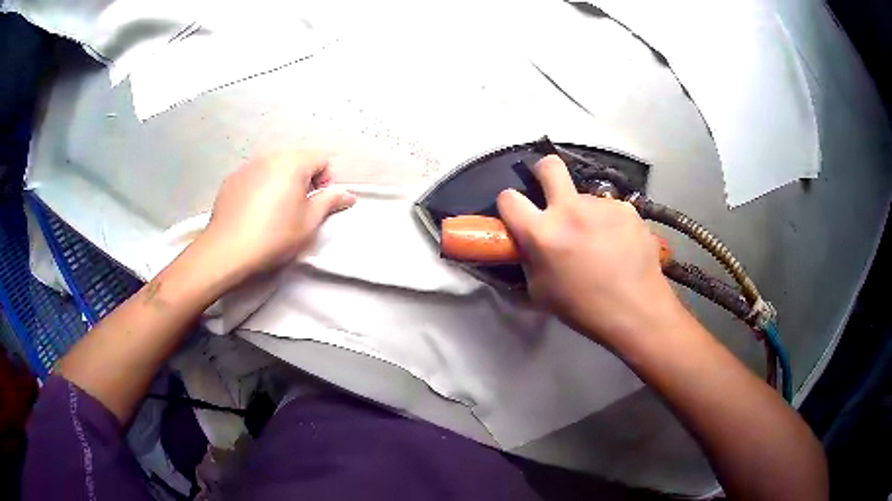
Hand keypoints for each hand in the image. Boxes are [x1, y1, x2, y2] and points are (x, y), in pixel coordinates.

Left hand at [201, 150, 355, 285]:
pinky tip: (254, 212)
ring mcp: (247, 166)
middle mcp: (269, 156)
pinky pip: (254, 177)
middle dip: (303, 180)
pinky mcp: (231, 180)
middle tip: (298, 209)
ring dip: (281, 183)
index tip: (318, 204)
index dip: (326, 181)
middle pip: (297, 160)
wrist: (227, 251)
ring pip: (274, 168)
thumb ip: (330, 202)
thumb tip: (347, 195)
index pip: (321, 159)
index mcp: (293, 162)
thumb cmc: (274, 236)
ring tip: (274, 212)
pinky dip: (260, 188)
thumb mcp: (309, 222)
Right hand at [497, 155, 682, 348]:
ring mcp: (602, 206)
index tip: (518, 215)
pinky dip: (609, 222)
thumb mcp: (540, 292)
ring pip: (585, 197)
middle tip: (549, 190)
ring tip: (599, 242)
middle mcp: (570, 209)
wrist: (636, 312)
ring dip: (584, 212)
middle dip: (543, 171)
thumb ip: (529, 260)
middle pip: (549, 166)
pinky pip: (610, 209)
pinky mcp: (628, 209)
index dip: (509, 205)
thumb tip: (527, 244)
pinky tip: (619, 245)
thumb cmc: (583, 309)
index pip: (509, 198)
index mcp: (542, 233)